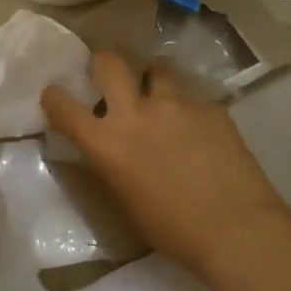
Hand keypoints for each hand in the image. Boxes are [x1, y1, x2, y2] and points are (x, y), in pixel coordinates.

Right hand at [40, 51, 290, 278]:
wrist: (236, 229)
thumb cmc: (172, 230)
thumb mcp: (124, 199)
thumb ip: (109, 163)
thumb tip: (105, 148)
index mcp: (106, 142)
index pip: (62, 105)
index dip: (54, 97)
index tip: (56, 95)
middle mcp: (136, 112)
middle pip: (109, 61)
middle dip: (103, 62)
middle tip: (109, 74)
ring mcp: (176, 103)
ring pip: (156, 67)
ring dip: (151, 77)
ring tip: (160, 95)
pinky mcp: (210, 106)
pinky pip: (190, 94)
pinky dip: (185, 104)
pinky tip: (197, 127)